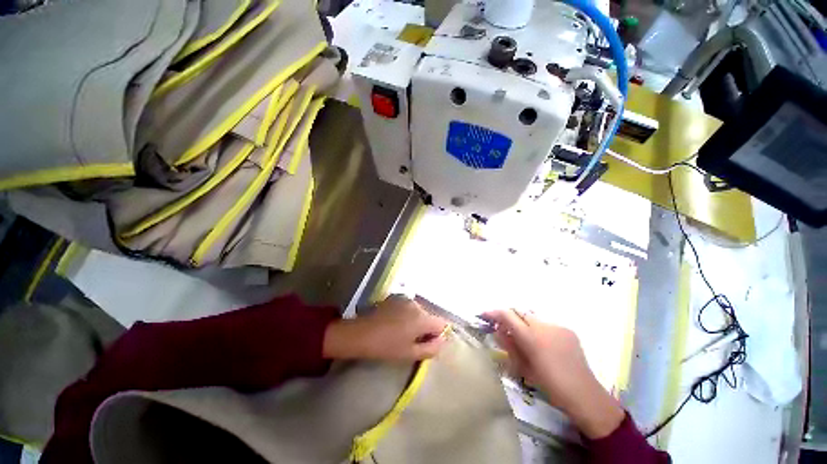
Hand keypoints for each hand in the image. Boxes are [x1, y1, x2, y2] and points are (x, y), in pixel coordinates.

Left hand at [323, 295, 448, 360]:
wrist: (360, 333)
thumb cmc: (386, 346)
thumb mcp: (410, 353)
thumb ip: (431, 349)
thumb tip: (442, 341)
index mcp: (422, 318)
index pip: (442, 324)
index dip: (437, 335)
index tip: (425, 343)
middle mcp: (416, 304)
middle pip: (429, 317)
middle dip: (425, 328)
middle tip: (411, 340)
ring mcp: (405, 299)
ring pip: (418, 312)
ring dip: (415, 321)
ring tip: (400, 332)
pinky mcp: (395, 297)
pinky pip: (408, 307)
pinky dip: (406, 315)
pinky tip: (393, 323)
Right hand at [481, 309, 624, 438]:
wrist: (584, 394)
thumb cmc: (549, 385)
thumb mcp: (523, 367)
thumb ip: (509, 345)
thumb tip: (498, 330)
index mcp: (530, 337)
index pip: (507, 315)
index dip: (494, 313)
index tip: (485, 314)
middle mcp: (543, 326)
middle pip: (519, 311)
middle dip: (509, 316)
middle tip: (503, 327)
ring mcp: (557, 326)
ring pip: (533, 317)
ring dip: (524, 323)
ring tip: (525, 338)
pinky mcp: (567, 329)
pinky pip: (547, 324)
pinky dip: (539, 329)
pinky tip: (543, 344)